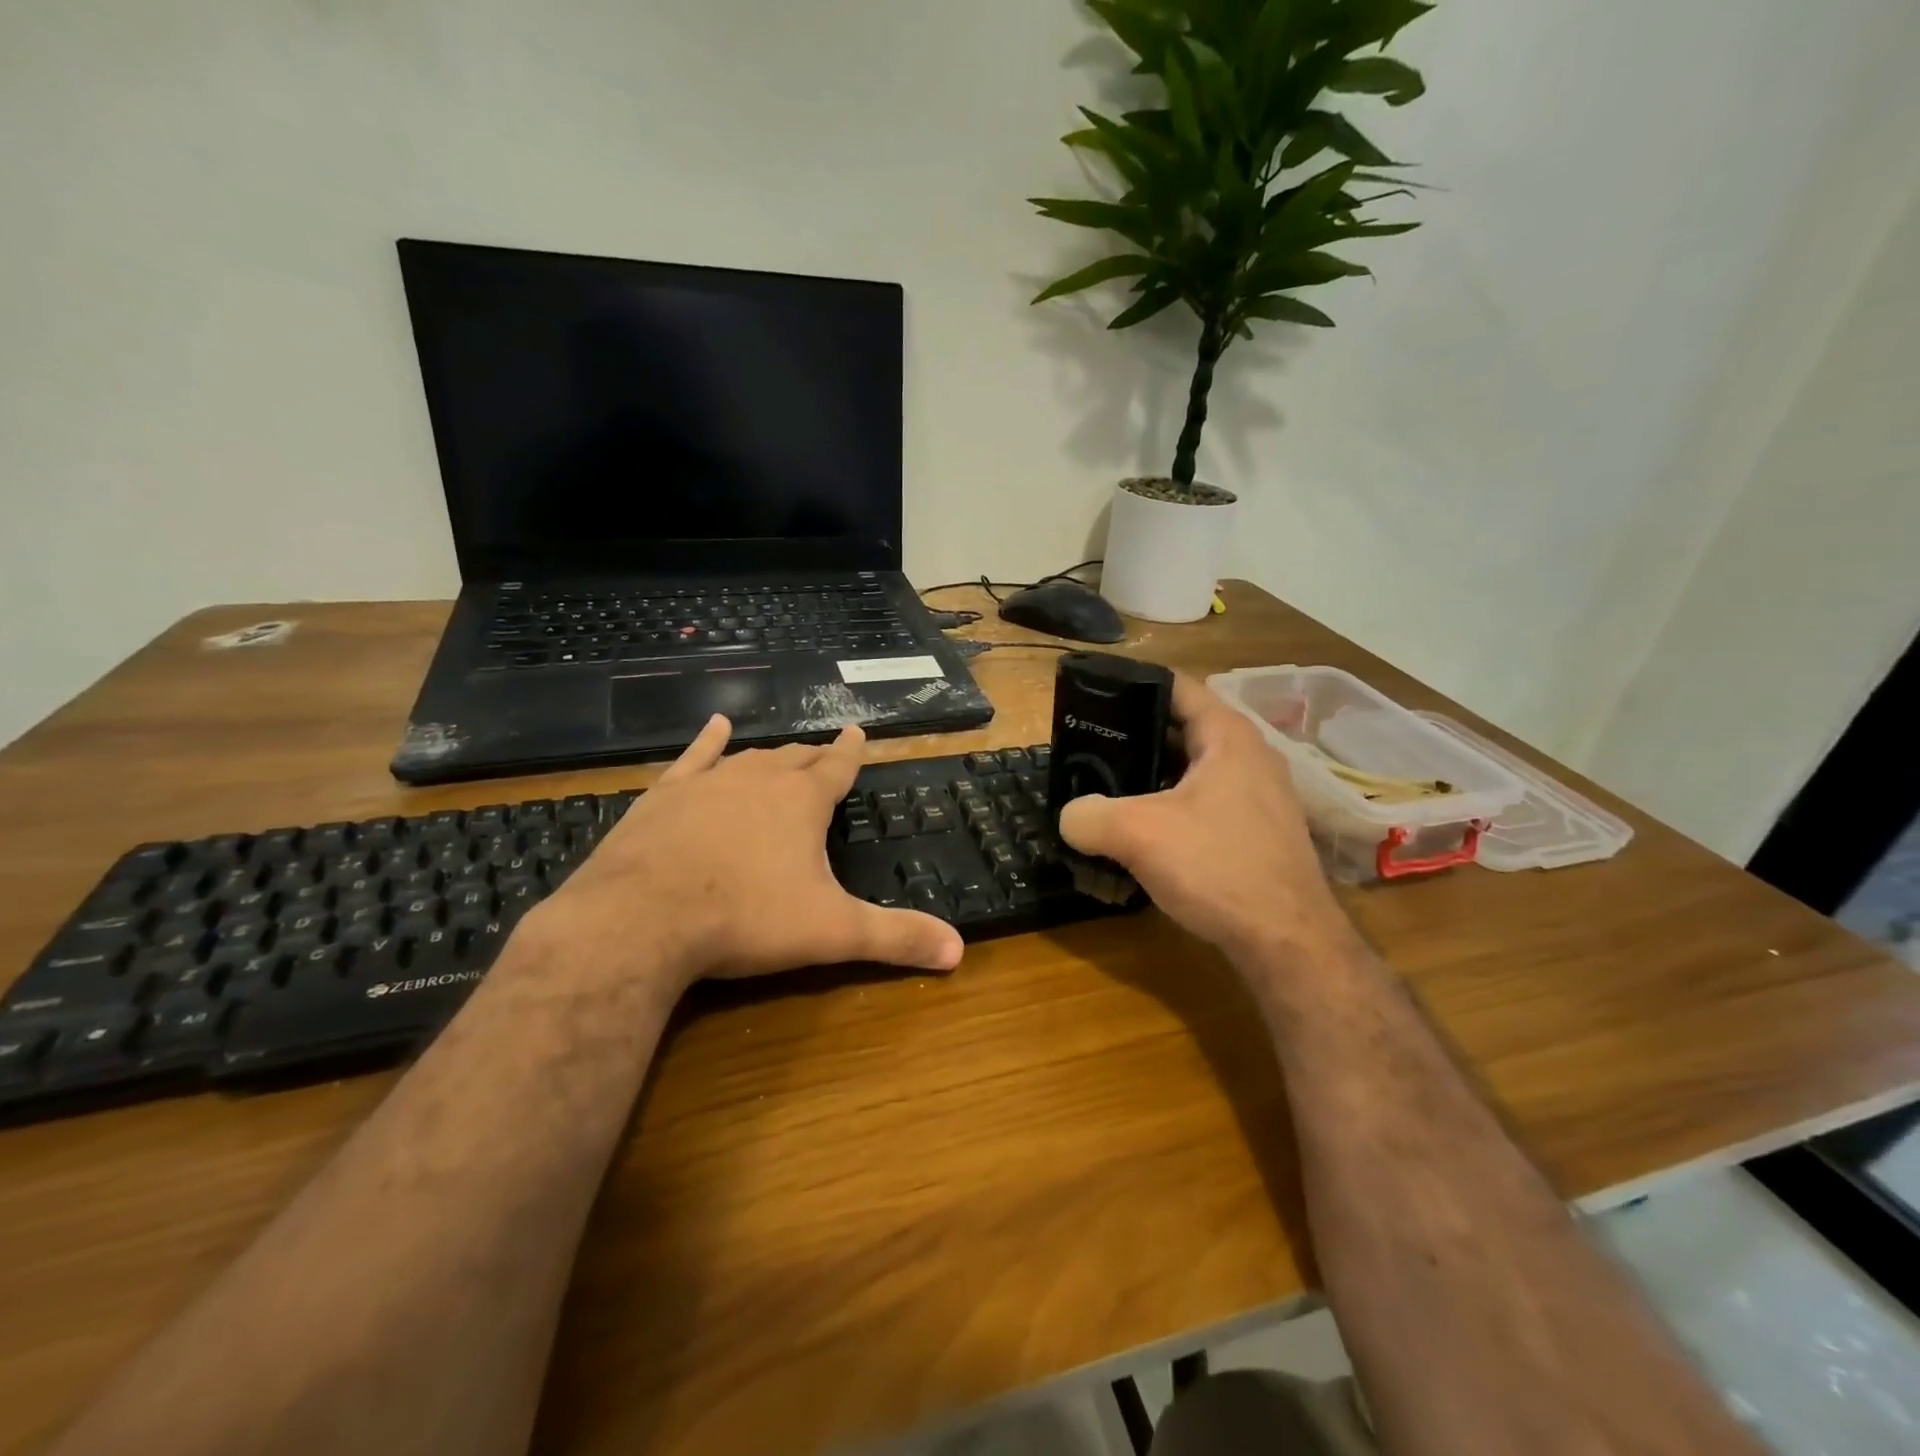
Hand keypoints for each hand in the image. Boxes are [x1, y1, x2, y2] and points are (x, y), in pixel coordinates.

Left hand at [523, 717, 963, 998]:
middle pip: (795, 759)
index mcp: (803, 802)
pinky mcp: (664, 796)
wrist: (642, 919)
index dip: (852, 752)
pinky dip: (706, 741)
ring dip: (770, 756)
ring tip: (783, 753)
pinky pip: (693, 758)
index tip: (859, 732)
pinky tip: (714, 726)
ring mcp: (708, 782)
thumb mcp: (833, 932)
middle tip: (825, 756)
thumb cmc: (746, 919)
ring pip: (750, 758)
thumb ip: (895, 937)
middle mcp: (759, 779)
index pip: (838, 767)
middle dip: (814, 758)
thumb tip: (959, 951)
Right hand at [1057, 675, 1355, 966]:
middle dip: (1132, 737)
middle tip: (1086, 749)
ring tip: (1104, 790)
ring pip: (1189, 772)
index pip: (1175, 687)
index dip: (1131, 684)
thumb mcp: (1138, 834)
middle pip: (1179, 729)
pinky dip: (1168, 809)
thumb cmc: (1218, 867)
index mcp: (1227, 736)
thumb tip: (1069, 817)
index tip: (1091, 695)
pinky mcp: (1255, 834)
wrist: (1287, 943)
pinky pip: (1202, 805)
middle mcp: (1248, 757)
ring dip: (1148, 779)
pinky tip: (1139, 834)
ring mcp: (1256, 797)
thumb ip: (1089, 816)